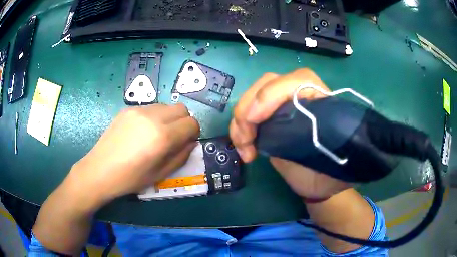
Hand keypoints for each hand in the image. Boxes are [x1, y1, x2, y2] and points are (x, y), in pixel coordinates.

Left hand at [71, 103, 199, 202]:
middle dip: (184, 122)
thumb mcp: (161, 174)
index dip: (193, 134)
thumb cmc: (131, 178)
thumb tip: (191, 142)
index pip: (192, 123)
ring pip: (166, 106)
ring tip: (157, 135)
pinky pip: (150, 108)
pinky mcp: (128, 109)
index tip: (186, 143)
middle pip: (182, 109)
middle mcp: (153, 117)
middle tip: (174, 138)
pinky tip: (142, 132)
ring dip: (169, 118)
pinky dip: (154, 117)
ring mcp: (139, 110)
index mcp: (163, 136)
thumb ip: (181, 156)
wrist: (100, 170)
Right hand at [230, 69, 348, 198]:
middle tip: (244, 138)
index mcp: (323, 103)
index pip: (298, 81)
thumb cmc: (327, 173)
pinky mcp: (271, 115)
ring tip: (243, 147)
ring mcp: (285, 103)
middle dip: (249, 107)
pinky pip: (249, 109)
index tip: (253, 120)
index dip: (271, 95)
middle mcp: (304, 95)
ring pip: (255, 94)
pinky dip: (240, 126)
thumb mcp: (324, 163)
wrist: (319, 180)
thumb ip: (309, 145)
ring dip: (240, 119)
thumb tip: (284, 130)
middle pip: (269, 83)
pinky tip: (243, 146)